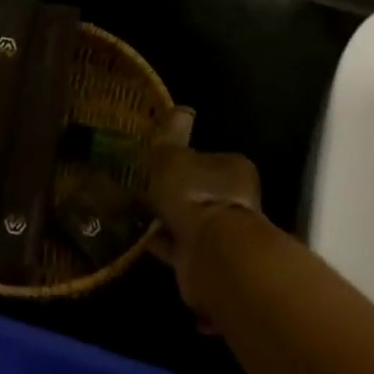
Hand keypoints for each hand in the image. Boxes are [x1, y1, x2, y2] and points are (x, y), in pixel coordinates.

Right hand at [147, 108, 262, 308]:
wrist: (210, 254)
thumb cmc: (195, 196)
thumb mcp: (173, 158)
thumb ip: (172, 136)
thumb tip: (181, 110)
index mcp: (234, 170)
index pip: (211, 161)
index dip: (186, 163)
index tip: (162, 165)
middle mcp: (236, 201)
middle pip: (203, 193)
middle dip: (178, 195)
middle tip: (146, 190)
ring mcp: (224, 235)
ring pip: (192, 222)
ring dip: (170, 222)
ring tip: (138, 215)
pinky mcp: (209, 262)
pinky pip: (181, 249)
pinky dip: (164, 246)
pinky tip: (140, 241)